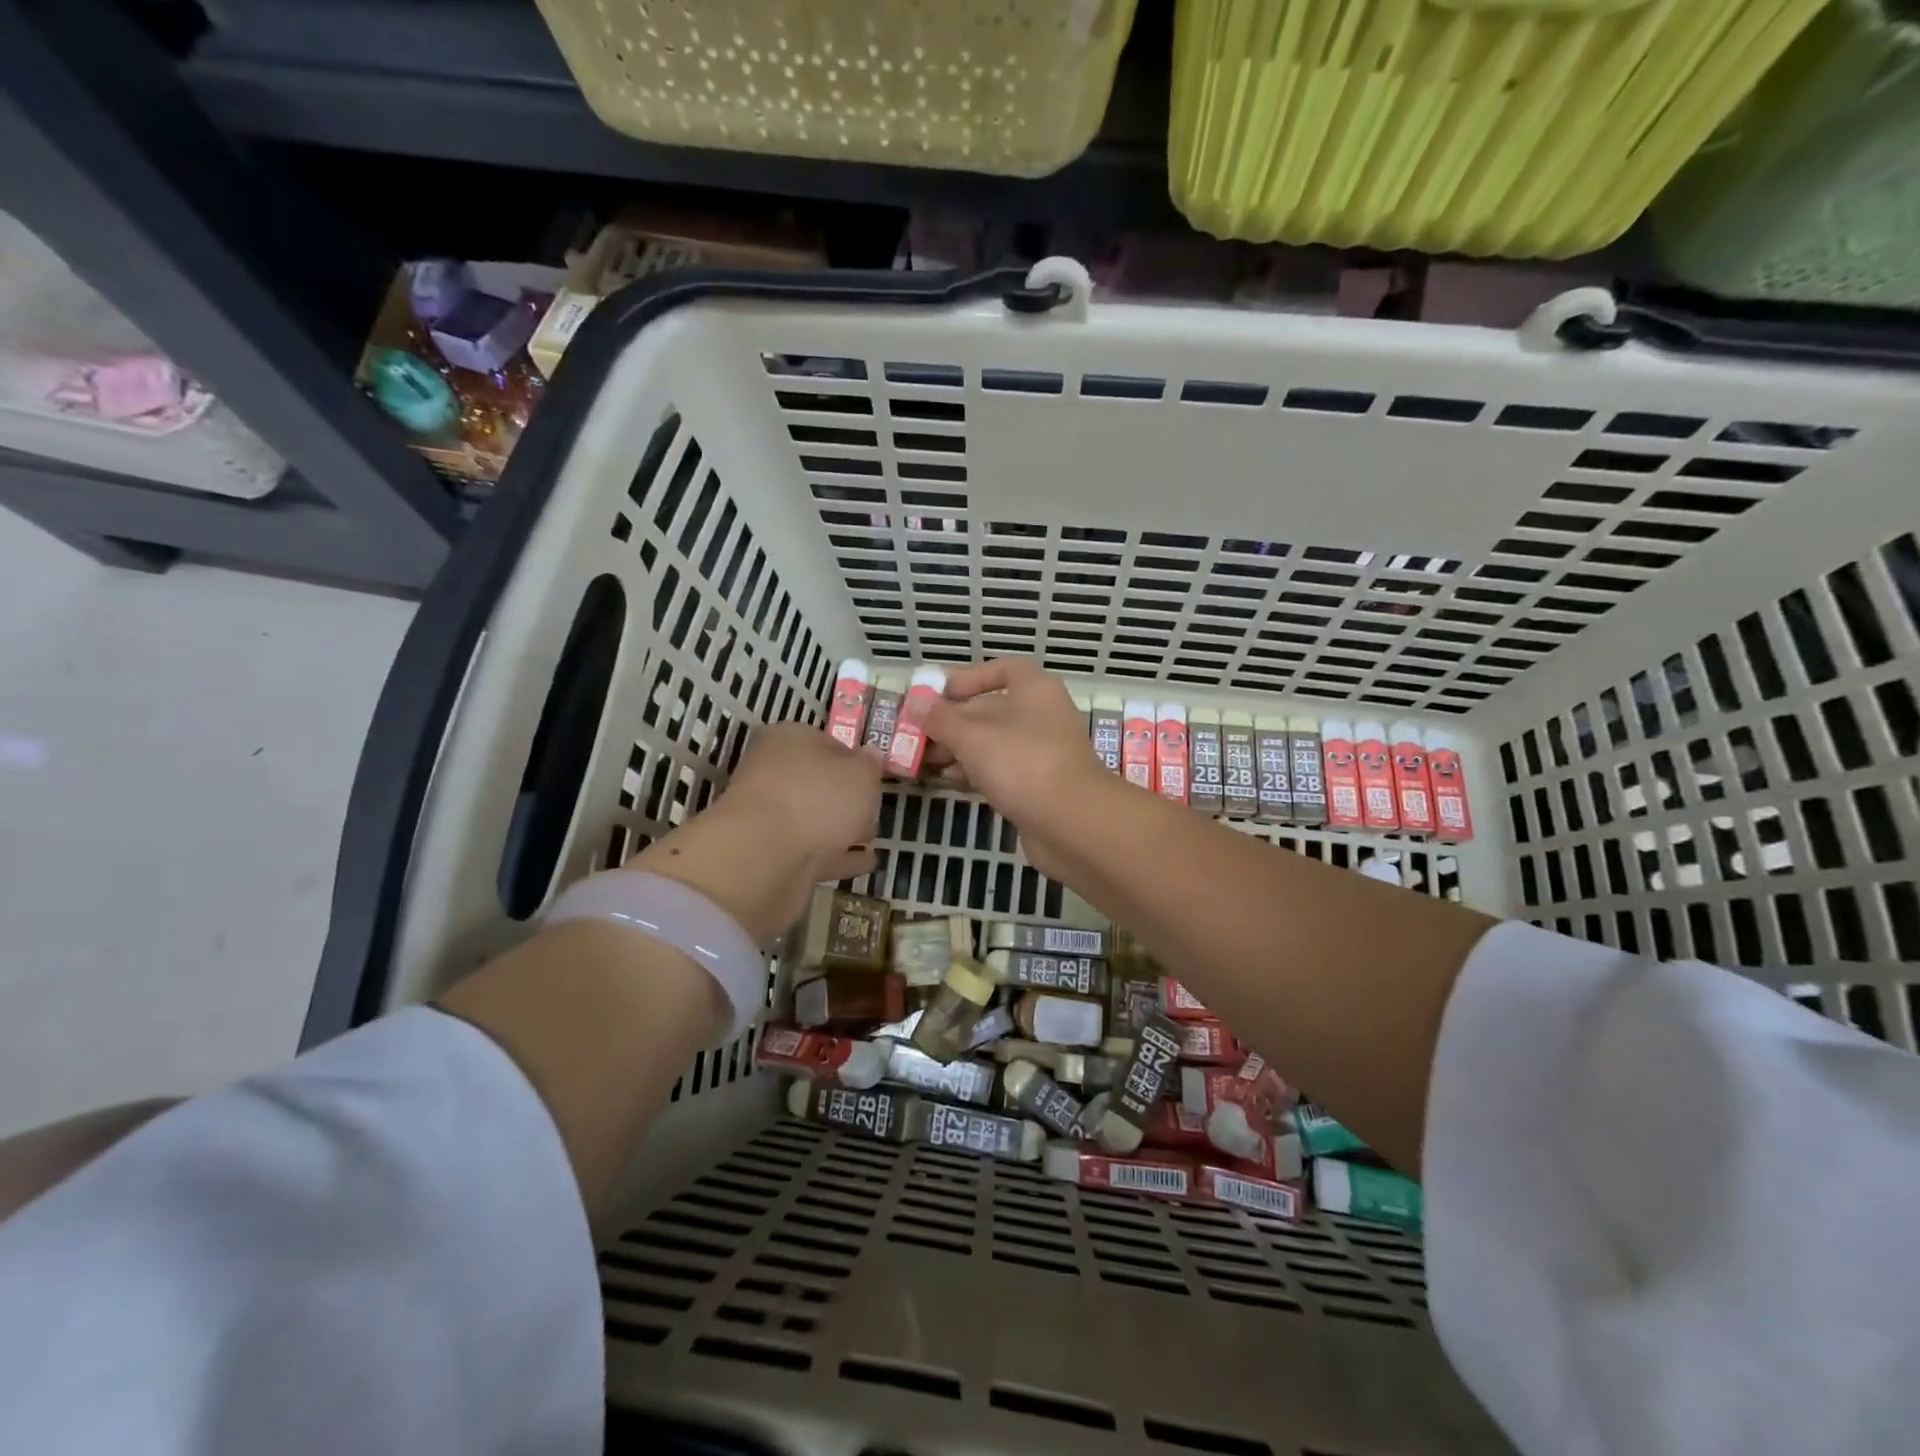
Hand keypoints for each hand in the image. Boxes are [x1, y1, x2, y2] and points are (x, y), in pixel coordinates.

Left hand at [629, 722, 882, 941]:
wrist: (766, 857)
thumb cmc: (818, 797)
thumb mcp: (861, 773)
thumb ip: (870, 765)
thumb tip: (870, 756)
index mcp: (789, 741)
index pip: (826, 742)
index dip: (853, 758)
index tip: (875, 776)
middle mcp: (773, 774)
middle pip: (818, 783)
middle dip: (846, 797)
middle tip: (873, 808)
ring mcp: (770, 818)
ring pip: (814, 819)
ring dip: (842, 829)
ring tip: (872, 838)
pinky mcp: (772, 857)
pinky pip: (815, 853)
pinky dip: (838, 857)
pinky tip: (866, 863)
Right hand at [923, 659, 1115, 879]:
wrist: (1074, 823)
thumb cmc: (1023, 764)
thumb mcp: (973, 737)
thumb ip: (941, 719)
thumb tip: (917, 703)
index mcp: (1035, 690)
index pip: (1003, 669)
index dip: (969, 677)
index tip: (939, 693)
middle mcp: (1041, 715)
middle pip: (991, 709)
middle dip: (952, 721)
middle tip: (916, 735)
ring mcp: (1042, 752)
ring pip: (993, 743)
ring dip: (959, 749)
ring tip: (924, 761)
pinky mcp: (1039, 785)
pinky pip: (1001, 769)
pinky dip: (975, 771)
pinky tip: (949, 781)